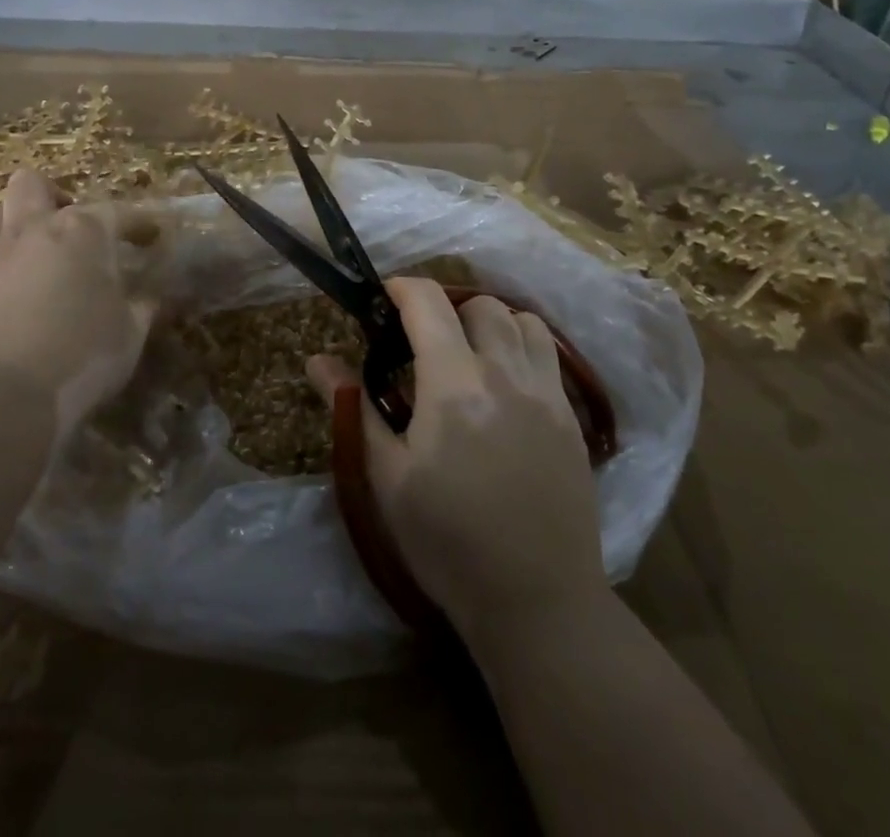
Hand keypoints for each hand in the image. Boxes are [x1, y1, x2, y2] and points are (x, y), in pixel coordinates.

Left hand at [0, 169, 155, 437]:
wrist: (7, 397)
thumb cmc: (84, 355)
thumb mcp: (131, 333)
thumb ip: (142, 307)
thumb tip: (150, 296)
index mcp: (82, 232)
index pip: (117, 211)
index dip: (138, 222)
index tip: (151, 236)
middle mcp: (31, 233)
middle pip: (30, 185)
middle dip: (49, 195)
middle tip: (67, 223)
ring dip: (6, 228)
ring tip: (25, 251)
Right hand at [308, 279, 602, 639]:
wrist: (537, 602)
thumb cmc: (447, 541)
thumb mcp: (386, 477)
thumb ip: (355, 408)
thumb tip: (317, 361)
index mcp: (454, 383)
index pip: (428, 303)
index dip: (402, 288)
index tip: (383, 299)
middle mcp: (505, 373)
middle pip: (479, 304)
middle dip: (446, 308)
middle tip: (424, 341)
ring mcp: (547, 394)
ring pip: (523, 321)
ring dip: (490, 323)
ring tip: (469, 355)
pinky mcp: (571, 419)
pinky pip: (549, 356)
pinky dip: (522, 347)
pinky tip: (505, 385)